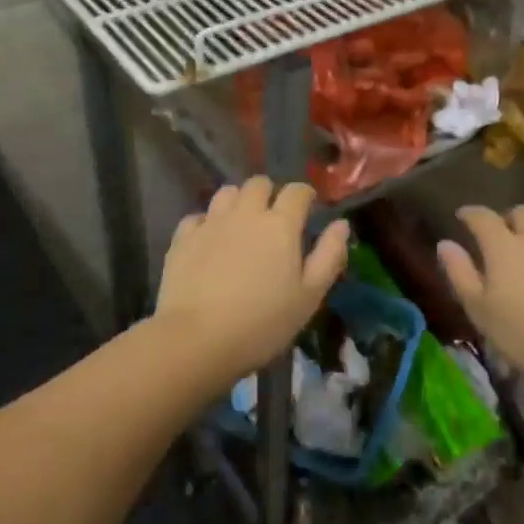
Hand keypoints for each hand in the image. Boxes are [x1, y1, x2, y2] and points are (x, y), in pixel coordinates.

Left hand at [154, 177, 349, 383]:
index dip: (305, 195)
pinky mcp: (182, 238)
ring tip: (241, 224)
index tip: (308, 208)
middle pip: (259, 184)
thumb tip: (341, 224)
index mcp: (280, 224)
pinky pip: (198, 217)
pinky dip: (207, 223)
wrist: (197, 339)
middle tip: (273, 218)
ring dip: (238, 201)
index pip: (297, 191)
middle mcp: (245, 213)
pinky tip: (209, 242)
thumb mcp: (309, 296)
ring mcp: (210, 223)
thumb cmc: (263, 322)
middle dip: (270, 193)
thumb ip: (328, 256)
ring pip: (226, 193)